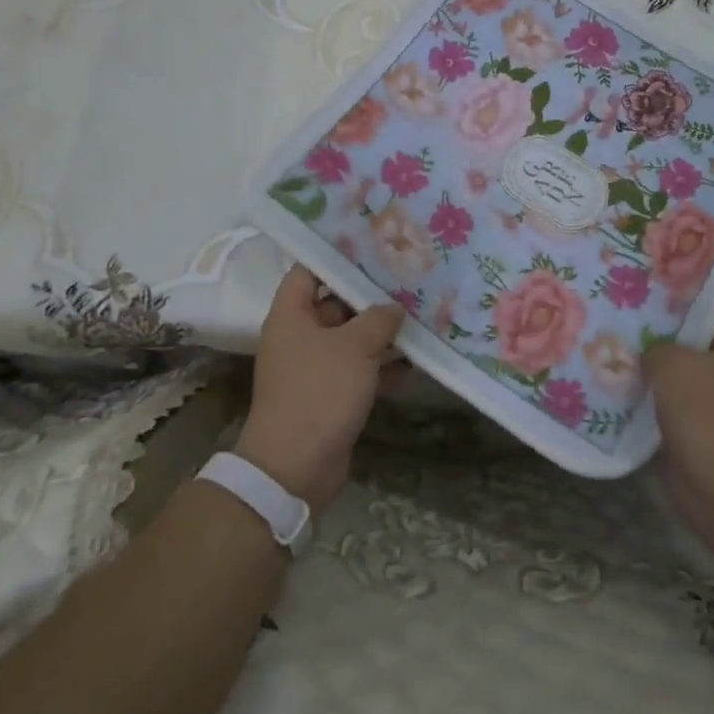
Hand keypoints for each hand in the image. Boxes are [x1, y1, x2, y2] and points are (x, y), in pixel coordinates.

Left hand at [234, 264, 405, 515]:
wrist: (295, 467)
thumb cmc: (319, 392)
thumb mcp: (354, 347)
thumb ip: (378, 319)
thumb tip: (394, 308)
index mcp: (291, 315)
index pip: (309, 270)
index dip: (337, 255)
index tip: (373, 245)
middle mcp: (300, 336)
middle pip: (336, 303)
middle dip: (371, 294)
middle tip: (409, 278)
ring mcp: (315, 368)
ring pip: (352, 339)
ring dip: (383, 332)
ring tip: (422, 314)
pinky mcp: (332, 396)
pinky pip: (360, 370)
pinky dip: (384, 366)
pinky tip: (418, 360)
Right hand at [644, 304, 713, 548]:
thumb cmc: (709, 413)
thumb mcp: (673, 363)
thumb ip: (657, 347)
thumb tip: (650, 353)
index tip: (680, 304)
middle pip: (709, 345)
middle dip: (676, 337)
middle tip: (639, 324)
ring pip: (689, 378)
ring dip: (660, 372)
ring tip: (623, 355)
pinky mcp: (704, 436)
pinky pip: (676, 409)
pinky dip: (654, 404)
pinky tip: (623, 393)